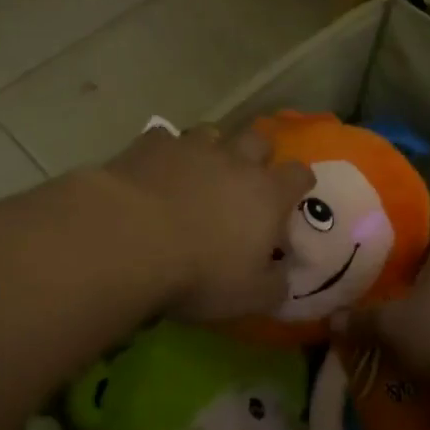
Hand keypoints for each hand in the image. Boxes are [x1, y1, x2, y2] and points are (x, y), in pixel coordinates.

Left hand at [102, 122, 312, 320]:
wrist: (130, 239)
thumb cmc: (199, 273)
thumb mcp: (248, 297)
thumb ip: (275, 285)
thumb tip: (284, 276)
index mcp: (267, 195)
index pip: (299, 174)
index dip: (299, 182)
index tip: (293, 193)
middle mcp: (235, 161)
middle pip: (259, 140)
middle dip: (257, 154)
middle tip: (245, 177)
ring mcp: (192, 147)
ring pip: (211, 133)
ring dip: (211, 149)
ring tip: (198, 170)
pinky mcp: (151, 144)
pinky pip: (164, 137)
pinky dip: (164, 151)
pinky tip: (154, 169)